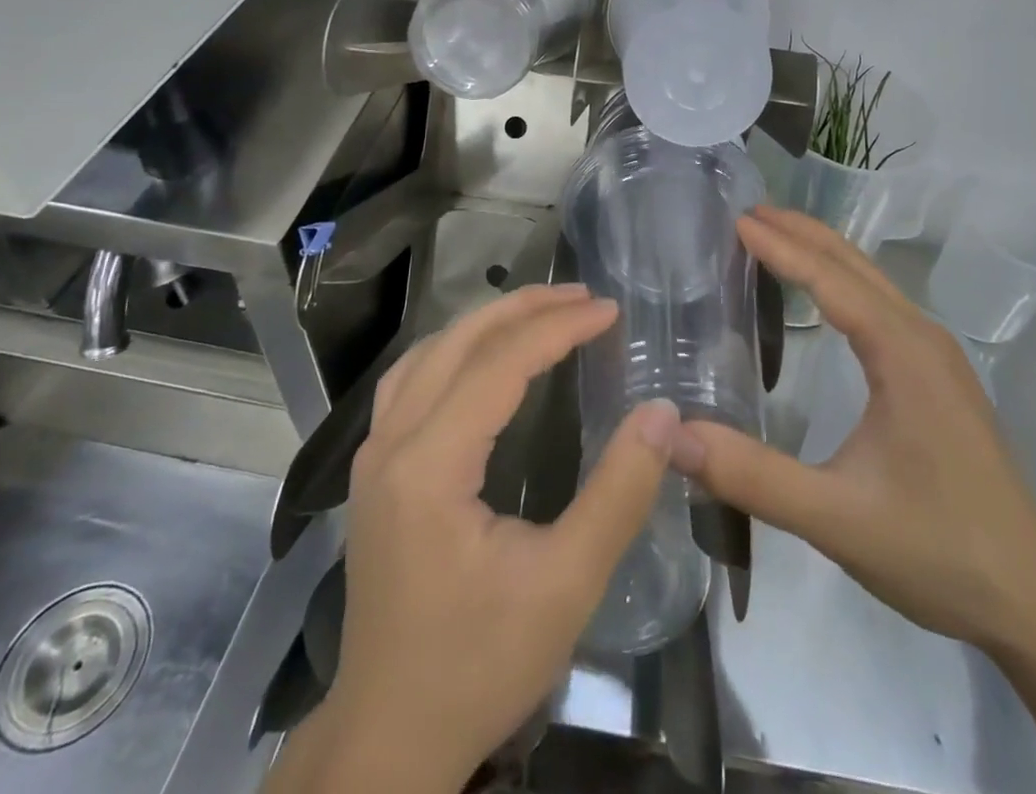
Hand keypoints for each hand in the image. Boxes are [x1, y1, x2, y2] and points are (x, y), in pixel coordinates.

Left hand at [284, 284, 678, 793]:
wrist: (389, 739)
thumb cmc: (478, 665)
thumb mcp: (565, 586)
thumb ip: (618, 493)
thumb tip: (661, 413)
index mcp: (430, 464)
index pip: (500, 363)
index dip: (559, 327)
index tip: (610, 310)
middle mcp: (391, 442)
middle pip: (458, 342)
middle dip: (524, 308)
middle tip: (582, 296)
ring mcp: (374, 455)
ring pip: (428, 353)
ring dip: (487, 322)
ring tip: (542, 310)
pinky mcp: (375, 472)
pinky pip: (412, 380)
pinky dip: (456, 349)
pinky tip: (484, 356)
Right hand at [670, 205, 1035, 650]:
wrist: (1033, 599)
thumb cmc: (936, 550)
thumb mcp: (835, 518)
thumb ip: (752, 476)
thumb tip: (674, 436)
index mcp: (902, 353)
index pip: (830, 280)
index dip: (781, 247)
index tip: (736, 219)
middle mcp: (922, 337)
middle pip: (855, 265)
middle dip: (801, 232)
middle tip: (748, 212)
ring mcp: (937, 356)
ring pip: (873, 282)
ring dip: (823, 253)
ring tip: (775, 237)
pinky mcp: (940, 377)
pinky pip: (883, 306)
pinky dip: (843, 283)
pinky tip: (824, 297)